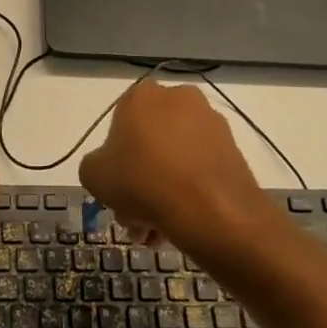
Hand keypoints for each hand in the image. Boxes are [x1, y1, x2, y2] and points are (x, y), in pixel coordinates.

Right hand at [79, 81, 277, 255]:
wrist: (210, 207)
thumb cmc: (142, 181)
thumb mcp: (93, 175)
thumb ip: (95, 164)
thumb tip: (111, 168)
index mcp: (142, 96)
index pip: (118, 124)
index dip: (114, 159)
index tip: (115, 188)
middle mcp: (178, 99)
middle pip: (148, 144)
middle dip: (138, 182)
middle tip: (134, 217)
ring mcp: (210, 122)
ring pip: (174, 160)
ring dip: (162, 192)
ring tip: (157, 231)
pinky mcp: (232, 147)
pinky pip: (199, 169)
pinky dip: (188, 191)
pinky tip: (179, 222)